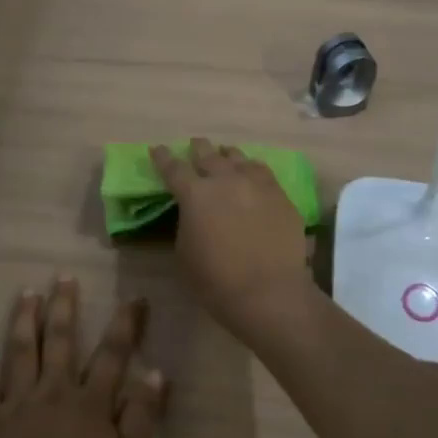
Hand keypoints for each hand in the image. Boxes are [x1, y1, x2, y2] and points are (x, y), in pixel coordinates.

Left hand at [0, 278, 167, 437]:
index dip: (126, 325)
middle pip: (60, 342)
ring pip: (20, 352)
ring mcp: (16, 403)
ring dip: (24, 320)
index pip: (112, 355)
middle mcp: (53, 392)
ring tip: (26, 293)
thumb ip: (141, 417)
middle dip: (64, 307)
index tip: (134, 297)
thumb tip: (157, 373)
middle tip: (63, 276)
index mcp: (90, 403)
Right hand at [150, 138, 314, 344]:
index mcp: (195, 194)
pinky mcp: (280, 195)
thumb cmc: (216, 281)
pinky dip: (252, 169)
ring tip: (225, 156)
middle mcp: (226, 180)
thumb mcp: (184, 253)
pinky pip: (263, 172)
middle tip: (195, 145)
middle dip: (198, 148)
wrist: (268, 292)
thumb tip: (193, 213)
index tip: (157, 149)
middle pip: (208, 154)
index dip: (163, 157)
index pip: (173, 168)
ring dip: (227, 156)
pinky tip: (252, 173)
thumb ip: (186, 224)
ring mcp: (257, 184)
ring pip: (238, 158)